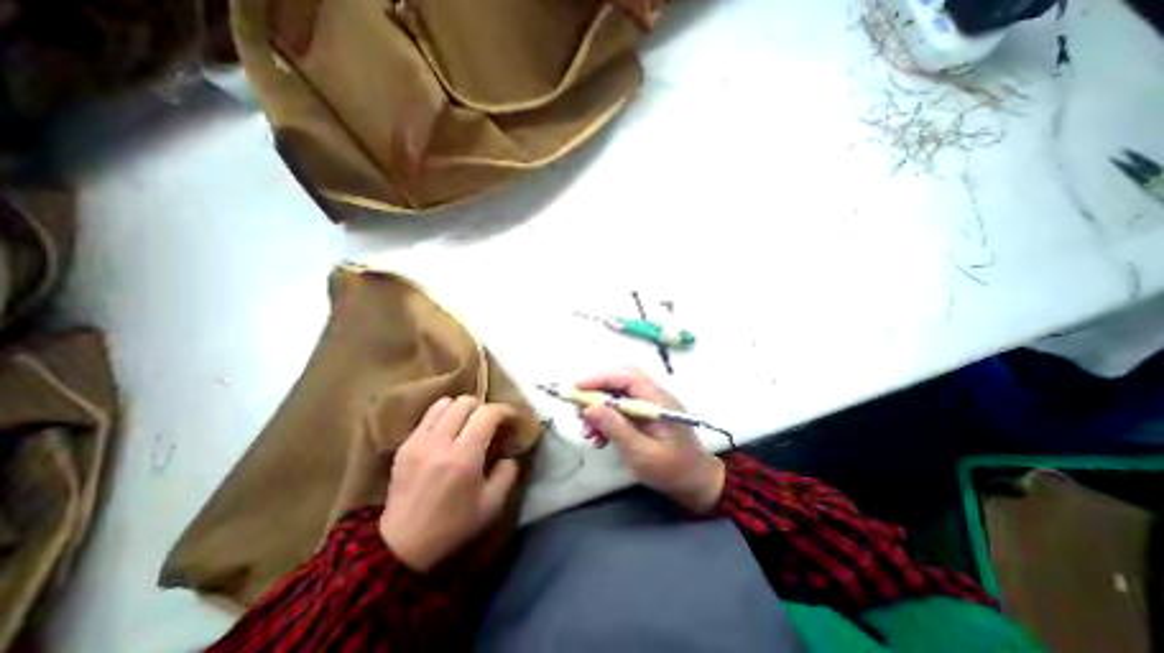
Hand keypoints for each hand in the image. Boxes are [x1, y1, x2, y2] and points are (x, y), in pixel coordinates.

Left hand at [384, 396, 517, 568]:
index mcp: (463, 458)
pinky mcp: (405, 444)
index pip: (488, 414)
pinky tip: (449, 431)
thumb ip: (508, 473)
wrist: (401, 545)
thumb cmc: (452, 526)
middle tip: (491, 423)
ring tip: (469, 424)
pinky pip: (429, 414)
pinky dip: (444, 415)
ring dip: (463, 409)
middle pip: (466, 402)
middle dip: (484, 407)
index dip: (505, 410)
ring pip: (446, 403)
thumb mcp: (492, 505)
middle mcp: (440, 442)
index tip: (513, 418)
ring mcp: (419, 441)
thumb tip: (510, 452)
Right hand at [576, 367, 723, 516]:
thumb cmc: (673, 470)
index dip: (600, 377)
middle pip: (619, 382)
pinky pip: (619, 409)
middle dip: (594, 393)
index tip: (576, 387)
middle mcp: (653, 396)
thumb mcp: (643, 454)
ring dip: (597, 409)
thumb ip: (618, 429)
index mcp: (658, 401)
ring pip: (616, 395)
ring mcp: (648, 405)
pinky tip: (598, 437)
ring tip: (587, 432)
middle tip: (576, 410)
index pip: (628, 376)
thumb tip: (590, 408)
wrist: (696, 483)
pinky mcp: (643, 415)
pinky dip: (604, 419)